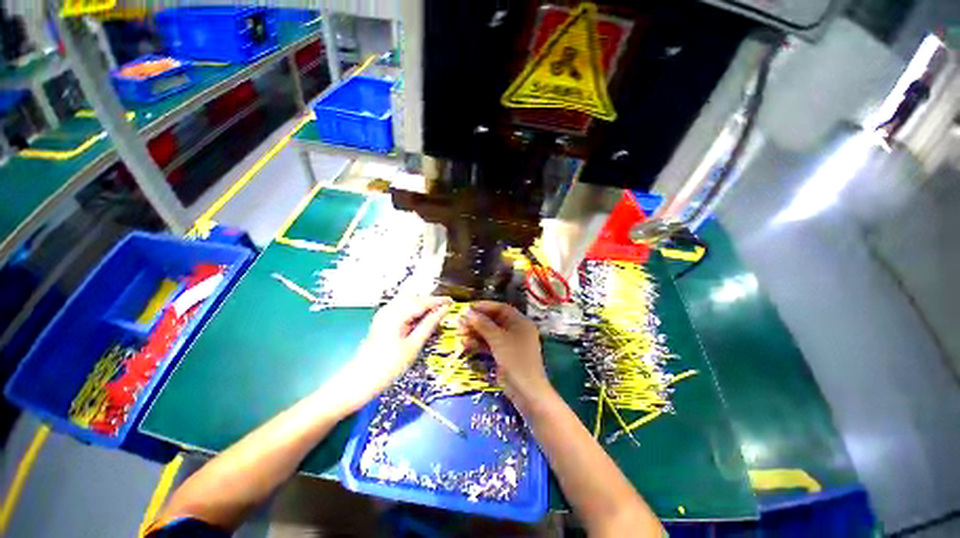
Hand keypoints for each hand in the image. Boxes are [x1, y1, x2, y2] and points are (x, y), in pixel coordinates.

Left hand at [323, 296, 451, 412]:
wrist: (359, 381)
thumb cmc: (389, 366)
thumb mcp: (413, 346)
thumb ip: (429, 325)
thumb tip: (443, 311)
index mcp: (396, 314)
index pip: (422, 302)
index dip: (438, 301)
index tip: (452, 301)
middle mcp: (389, 310)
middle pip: (414, 299)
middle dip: (430, 302)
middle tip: (445, 308)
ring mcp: (383, 315)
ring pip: (407, 303)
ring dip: (422, 306)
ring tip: (435, 313)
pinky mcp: (382, 321)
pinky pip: (401, 310)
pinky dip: (413, 311)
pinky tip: (420, 319)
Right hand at [457, 301, 553, 409]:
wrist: (526, 391)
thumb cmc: (515, 360)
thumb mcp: (498, 339)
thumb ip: (483, 324)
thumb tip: (468, 312)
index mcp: (520, 322)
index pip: (501, 308)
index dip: (484, 307)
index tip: (468, 309)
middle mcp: (515, 330)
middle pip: (494, 320)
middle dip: (477, 321)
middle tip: (460, 323)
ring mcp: (509, 343)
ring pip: (490, 333)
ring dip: (475, 333)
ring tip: (459, 334)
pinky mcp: (503, 354)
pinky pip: (489, 344)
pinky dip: (478, 343)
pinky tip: (466, 344)